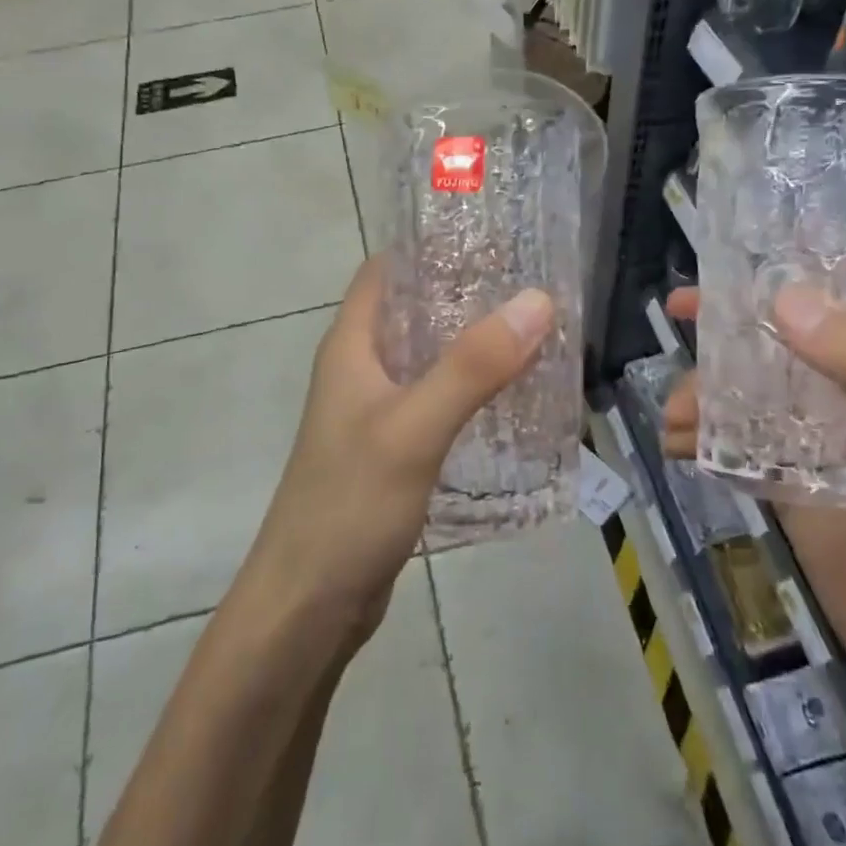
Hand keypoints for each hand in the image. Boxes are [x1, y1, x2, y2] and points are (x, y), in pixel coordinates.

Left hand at [246, 256, 553, 637]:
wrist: (308, 606)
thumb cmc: (349, 506)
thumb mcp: (414, 429)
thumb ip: (473, 367)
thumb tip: (538, 301)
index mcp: (351, 347)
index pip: (386, 272)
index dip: (431, 248)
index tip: (493, 239)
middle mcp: (359, 370)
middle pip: (413, 312)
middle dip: (465, 295)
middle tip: (532, 285)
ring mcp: (374, 413)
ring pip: (427, 359)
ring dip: (471, 344)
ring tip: (534, 332)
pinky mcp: (392, 451)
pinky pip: (434, 401)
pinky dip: (469, 389)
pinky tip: (511, 397)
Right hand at [660, 286, 845, 680]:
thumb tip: (780, 298)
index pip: (830, 299)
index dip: (777, 278)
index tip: (723, 270)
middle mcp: (844, 388)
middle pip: (771, 340)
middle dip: (721, 332)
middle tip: (673, 315)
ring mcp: (810, 435)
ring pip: (742, 390)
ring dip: (701, 393)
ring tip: (671, 417)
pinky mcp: (784, 477)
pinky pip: (732, 442)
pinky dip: (699, 438)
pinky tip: (672, 447)